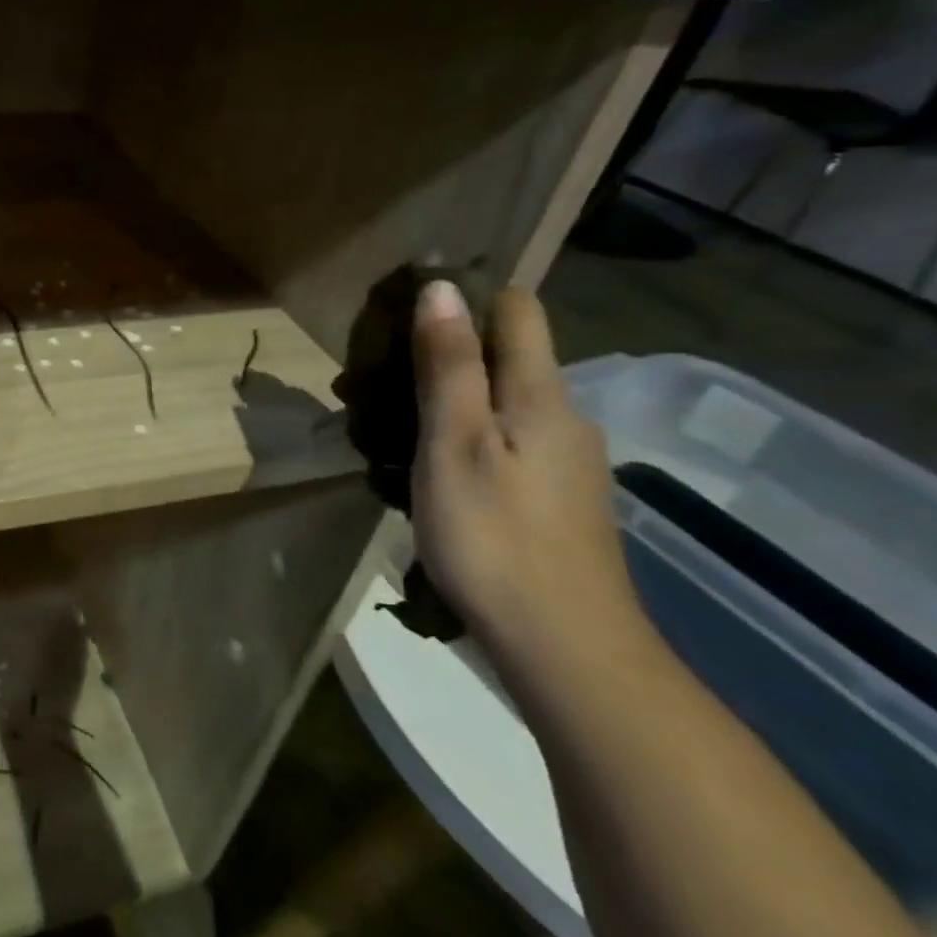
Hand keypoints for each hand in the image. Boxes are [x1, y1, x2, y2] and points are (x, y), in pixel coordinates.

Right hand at [410, 281, 648, 679]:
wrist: (565, 649)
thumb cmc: (496, 537)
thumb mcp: (454, 443)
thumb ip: (448, 365)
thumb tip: (441, 288)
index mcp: (541, 395)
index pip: (517, 310)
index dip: (468, 296)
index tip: (405, 308)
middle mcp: (562, 417)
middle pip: (502, 358)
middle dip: (438, 356)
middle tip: (371, 385)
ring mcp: (562, 463)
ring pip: (496, 406)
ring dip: (441, 404)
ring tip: (381, 433)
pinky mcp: (553, 500)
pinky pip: (501, 445)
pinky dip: (459, 442)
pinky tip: (421, 476)